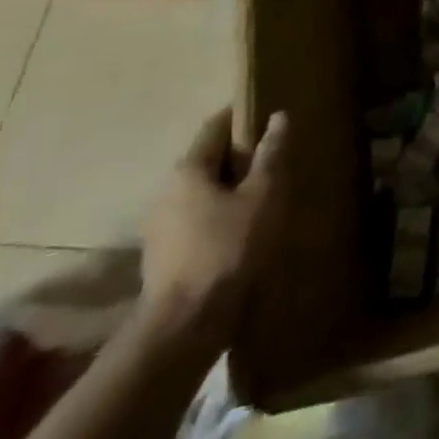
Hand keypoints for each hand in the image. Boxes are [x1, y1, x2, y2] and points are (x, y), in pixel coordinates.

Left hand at [139, 109, 288, 347]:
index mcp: (187, 169)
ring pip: (202, 191)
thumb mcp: (263, 196)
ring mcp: (160, 224)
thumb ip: (271, 155)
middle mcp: (165, 190)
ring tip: (266, 193)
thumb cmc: (228, 249)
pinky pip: (197, 218)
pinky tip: (245, 228)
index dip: (242, 116)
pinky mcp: (164, 253)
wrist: (186, 324)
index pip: (215, 126)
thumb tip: (278, 117)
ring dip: (230, 187)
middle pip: (207, 159)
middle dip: (240, 154)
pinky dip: (220, 213)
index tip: (269, 114)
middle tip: (277, 156)